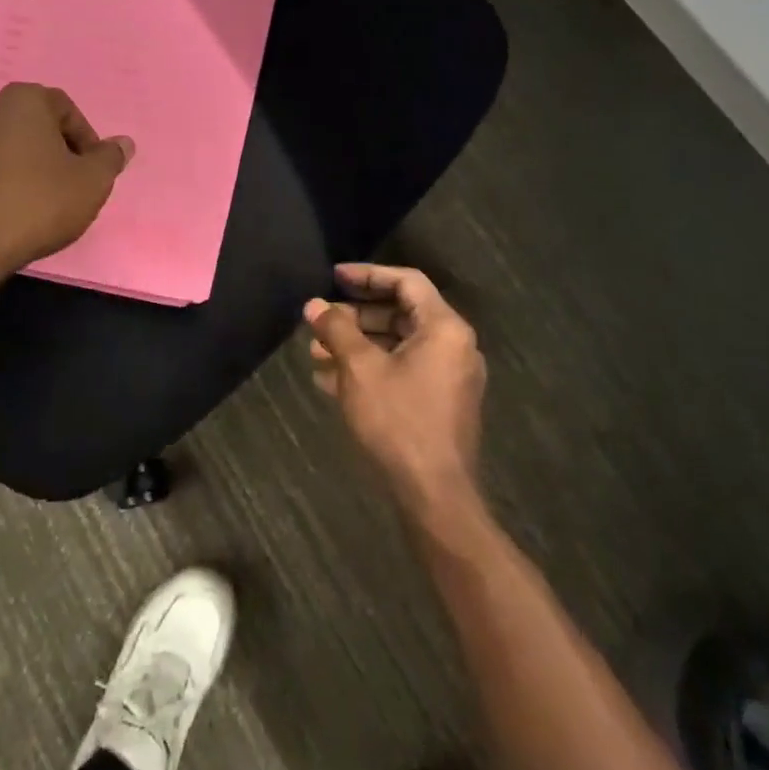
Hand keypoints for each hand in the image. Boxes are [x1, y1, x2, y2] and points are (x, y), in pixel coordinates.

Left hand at [0, 84, 133, 274]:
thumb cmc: (38, 203)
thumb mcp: (92, 182)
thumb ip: (110, 158)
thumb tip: (123, 143)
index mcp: (22, 100)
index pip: (65, 109)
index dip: (85, 140)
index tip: (90, 170)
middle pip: (31, 125)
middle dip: (52, 149)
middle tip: (67, 183)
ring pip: (1, 146)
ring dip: (21, 165)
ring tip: (35, 200)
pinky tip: (5, 211)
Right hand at [304, 264, 486, 515]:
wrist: (434, 495)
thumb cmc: (398, 421)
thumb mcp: (360, 369)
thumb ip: (337, 330)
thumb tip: (314, 304)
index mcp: (444, 328)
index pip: (406, 282)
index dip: (368, 274)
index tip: (334, 276)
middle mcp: (454, 346)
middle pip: (401, 314)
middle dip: (356, 316)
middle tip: (320, 320)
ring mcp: (449, 377)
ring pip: (398, 346)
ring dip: (358, 345)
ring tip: (316, 352)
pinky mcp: (440, 404)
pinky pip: (403, 371)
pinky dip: (371, 369)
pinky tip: (331, 380)